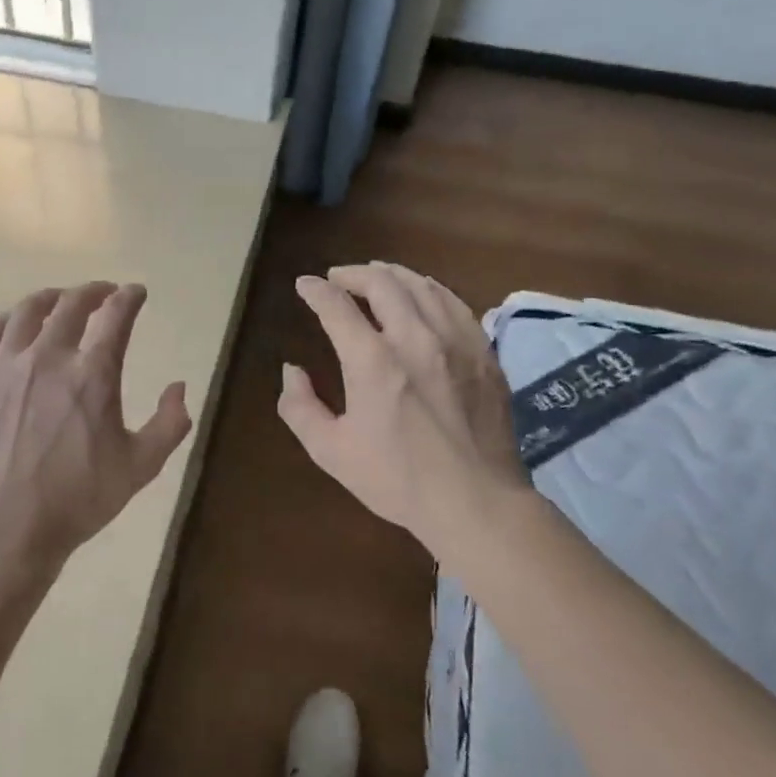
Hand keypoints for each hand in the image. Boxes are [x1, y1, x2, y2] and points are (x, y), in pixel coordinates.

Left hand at [0, 282, 191, 567]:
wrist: (8, 527)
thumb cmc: (79, 498)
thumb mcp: (141, 466)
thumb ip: (169, 423)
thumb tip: (180, 386)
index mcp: (93, 373)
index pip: (116, 315)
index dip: (129, 297)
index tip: (136, 292)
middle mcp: (48, 357)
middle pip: (71, 304)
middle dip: (93, 291)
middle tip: (104, 293)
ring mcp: (6, 367)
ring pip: (27, 311)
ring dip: (50, 298)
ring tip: (60, 300)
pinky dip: (5, 321)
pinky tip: (13, 325)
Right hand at [277, 262, 532, 557]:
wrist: (475, 502)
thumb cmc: (398, 479)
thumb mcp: (330, 451)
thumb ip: (300, 407)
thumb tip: (292, 370)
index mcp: (372, 361)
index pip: (336, 306)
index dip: (315, 290)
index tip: (304, 285)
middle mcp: (414, 338)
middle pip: (382, 283)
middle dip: (353, 274)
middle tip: (338, 278)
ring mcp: (455, 341)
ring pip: (422, 286)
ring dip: (392, 275)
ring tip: (377, 277)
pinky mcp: (483, 352)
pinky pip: (455, 303)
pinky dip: (431, 290)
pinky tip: (423, 294)